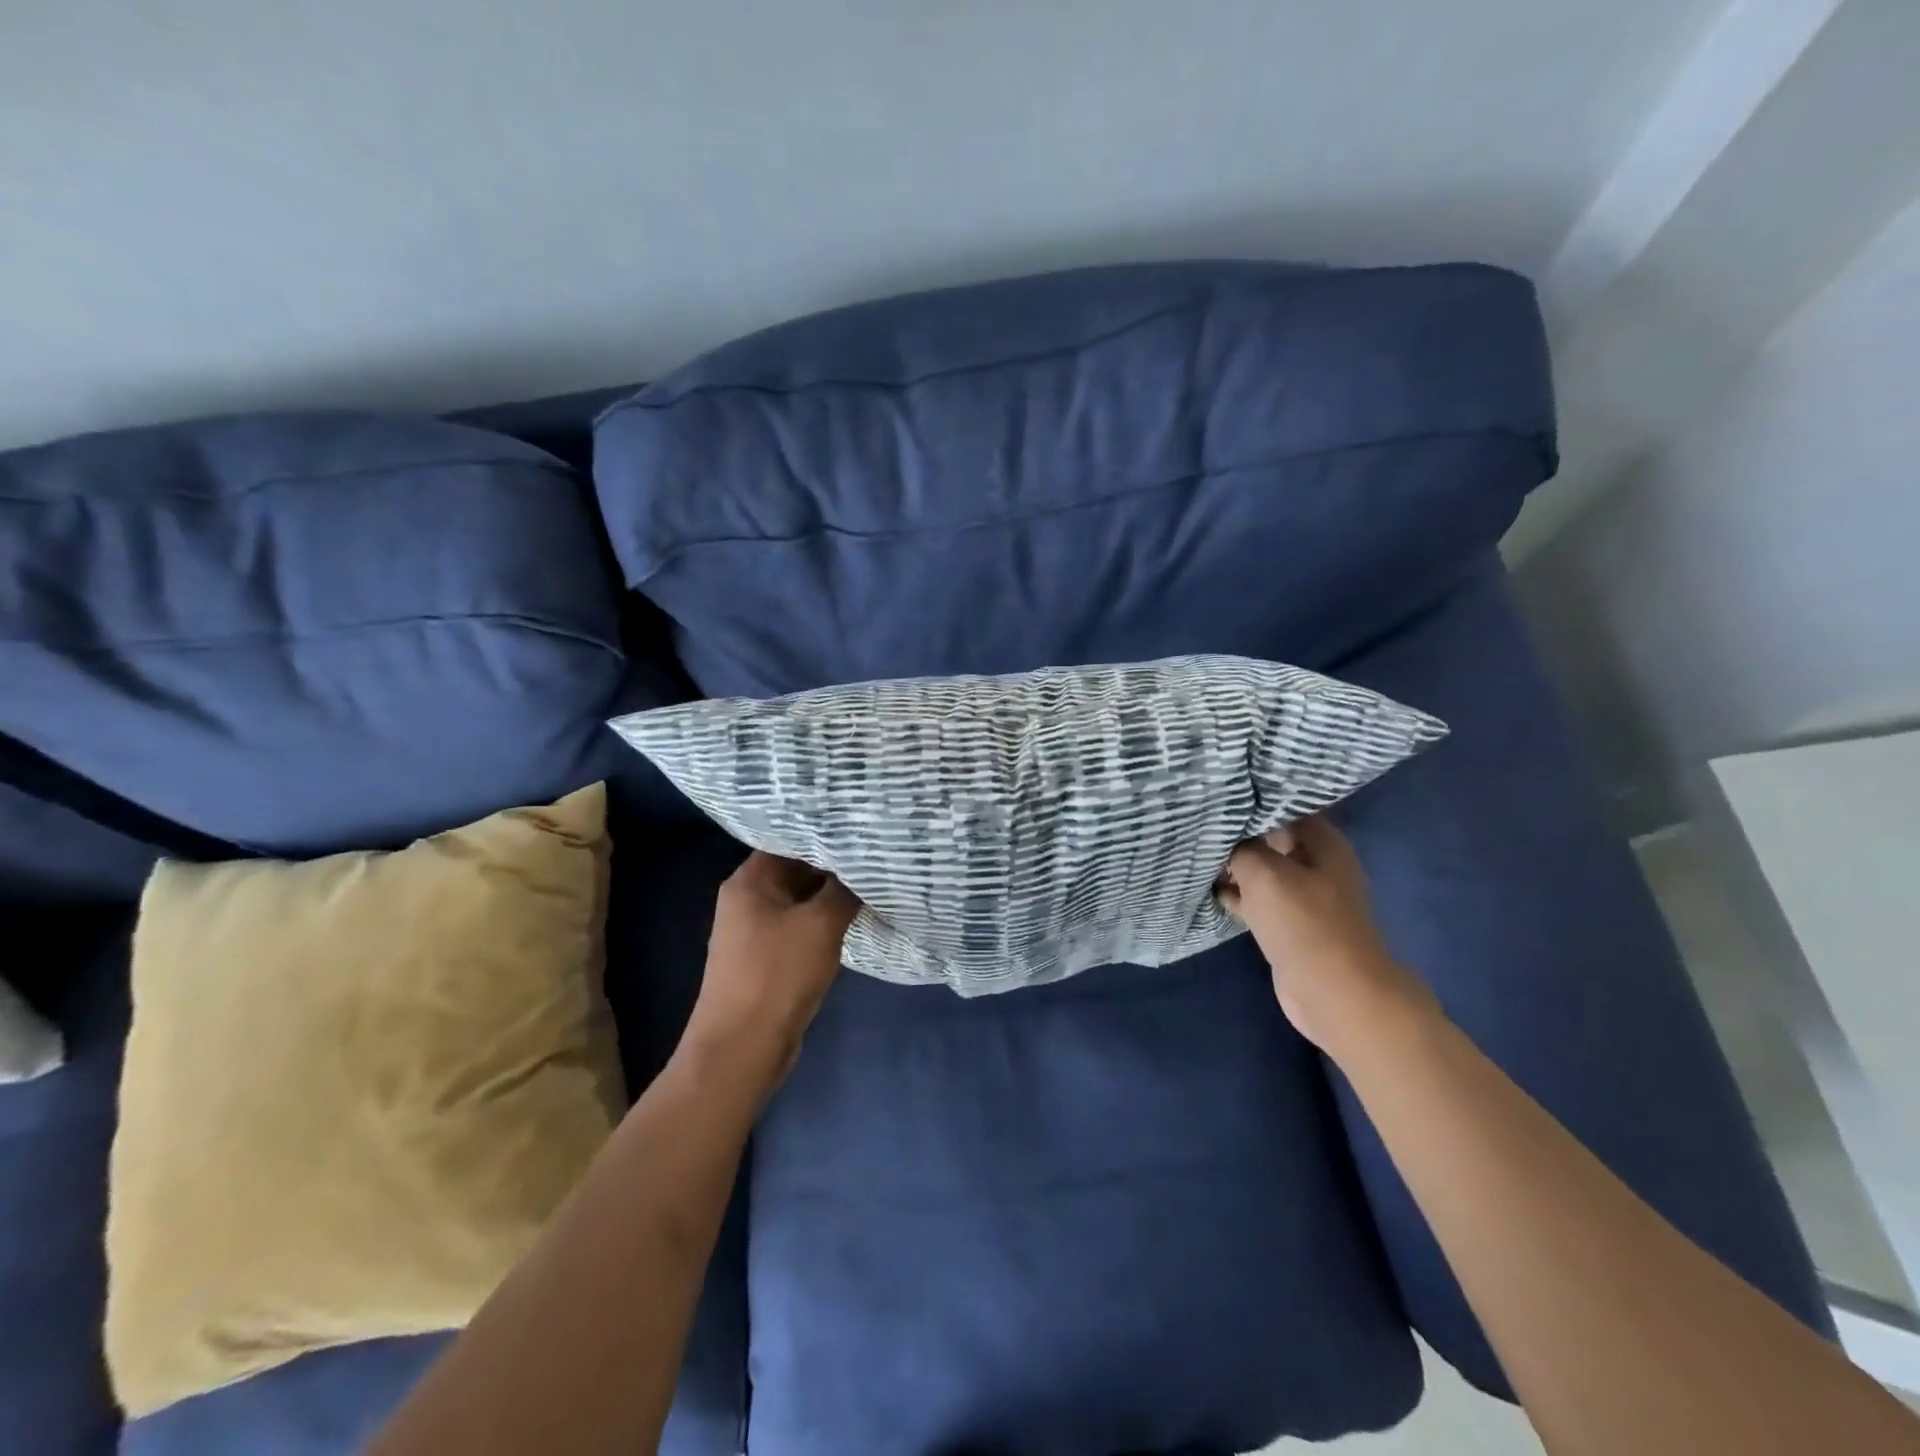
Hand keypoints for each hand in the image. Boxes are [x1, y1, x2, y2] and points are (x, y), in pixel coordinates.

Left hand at [684, 851, 858, 1089]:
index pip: (790, 840)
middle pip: (796, 870)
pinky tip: (856, 918)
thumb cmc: (778, 975)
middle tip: (877, 856)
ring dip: (833, 896)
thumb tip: (863, 868)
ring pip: (802, 901)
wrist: (743, 1048)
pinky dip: (826, 922)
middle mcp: (748, 900)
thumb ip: (844, 890)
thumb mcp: (820, 925)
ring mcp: (757, 931)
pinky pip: (802, 927)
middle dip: (834, 866)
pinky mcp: (770, 958)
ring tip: (874, 882)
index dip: (826, 835)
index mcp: (749, 882)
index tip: (861, 830)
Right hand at [1217, 816, 1437, 1057]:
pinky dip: (1236, 894)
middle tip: (1200, 825)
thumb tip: (1224, 836)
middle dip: (1238, 834)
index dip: (1252, 802)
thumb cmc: (1304, 924)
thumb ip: (1241, 847)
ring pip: (1262, 871)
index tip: (1218, 796)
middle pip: (1272, 839)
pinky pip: (1258, 900)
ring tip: (1196, 853)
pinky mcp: (1290, 926)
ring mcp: (1304, 898)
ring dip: (1233, 866)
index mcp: (1324, 844)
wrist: (1334, 993)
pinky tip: (1208, 888)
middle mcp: (1318, 865)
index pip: (1284, 807)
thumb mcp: (1265, 873)